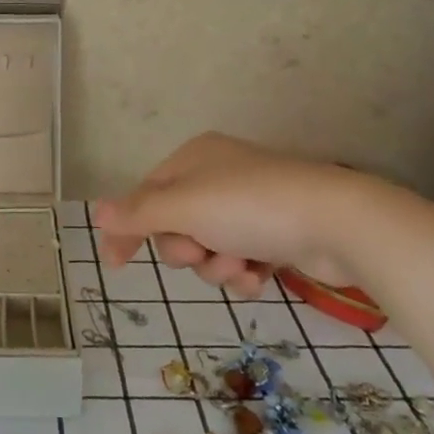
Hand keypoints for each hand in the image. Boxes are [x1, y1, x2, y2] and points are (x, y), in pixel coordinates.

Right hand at [92, 133, 403, 297]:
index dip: (128, 227)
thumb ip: (138, 212)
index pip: (145, 194)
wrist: (337, 222)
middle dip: (186, 249)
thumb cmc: (250, 205)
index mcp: (193, 158)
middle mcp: (217, 175)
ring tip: (242, 266)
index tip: (114, 264)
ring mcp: (248, 204)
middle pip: (176, 224)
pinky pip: (239, 258)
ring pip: (208, 247)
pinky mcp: (274, 232)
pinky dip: (244, 271)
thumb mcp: (185, 207)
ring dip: (217, 266)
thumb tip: (97, 211)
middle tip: (202, 252)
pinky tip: (260, 275)